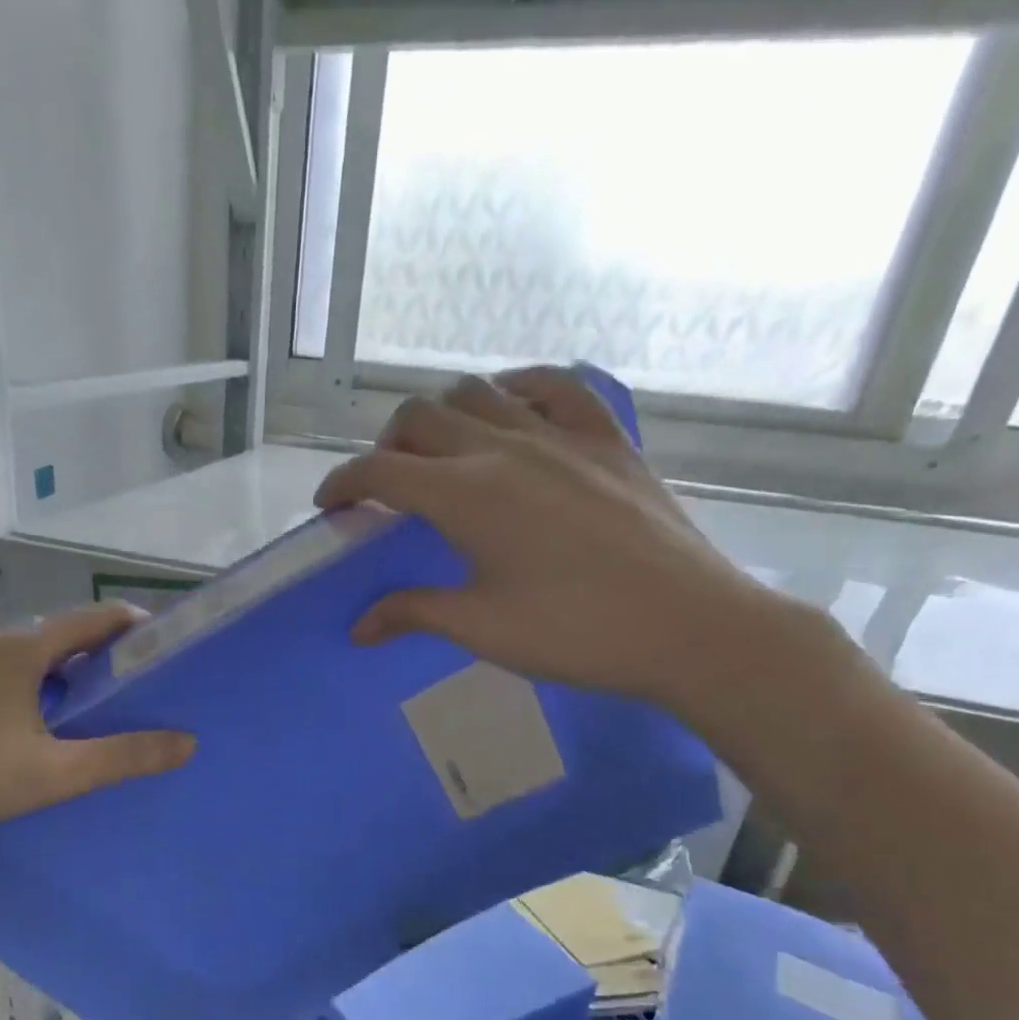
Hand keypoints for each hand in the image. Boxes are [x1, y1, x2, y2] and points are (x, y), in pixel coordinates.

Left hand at [0, 604, 193, 861]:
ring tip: (111, 712)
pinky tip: (54, 729)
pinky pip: (17, 676)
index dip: (139, 629)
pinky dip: (48, 690)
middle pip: (70, 636)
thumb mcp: (52, 774)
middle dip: (113, 657)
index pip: (96, 618)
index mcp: (22, 649)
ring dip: (78, 676)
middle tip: (150, 691)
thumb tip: (186, 742)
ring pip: (42, 659)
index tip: (172, 654)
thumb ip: (122, 756)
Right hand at [314, 367, 793, 719]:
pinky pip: (556, 385)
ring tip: (443, 451)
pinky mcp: (607, 438)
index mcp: (466, 495)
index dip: (343, 483)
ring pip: (479, 391)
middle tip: (387, 486)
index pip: (381, 471)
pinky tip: (512, 413)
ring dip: (443, 414)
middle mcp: (504, 448)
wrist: (687, 627)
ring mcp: (561, 435)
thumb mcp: (481, 628)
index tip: (330, 506)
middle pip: (420, 416)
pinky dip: (519, 388)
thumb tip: (358, 627)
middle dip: (387, 445)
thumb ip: (412, 612)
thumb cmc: (574, 634)